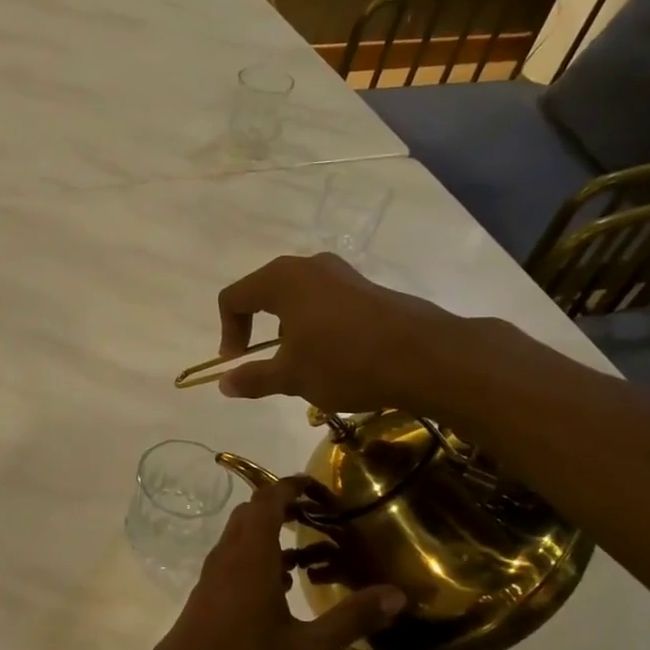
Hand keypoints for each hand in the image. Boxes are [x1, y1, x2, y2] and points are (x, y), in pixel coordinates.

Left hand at [138, 478, 404, 649]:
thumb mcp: (308, 648)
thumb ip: (351, 619)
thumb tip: (397, 594)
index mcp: (251, 556)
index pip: (268, 500)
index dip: (292, 486)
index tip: (321, 487)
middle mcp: (228, 555)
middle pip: (253, 513)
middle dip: (285, 506)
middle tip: (322, 517)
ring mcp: (214, 575)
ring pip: (242, 537)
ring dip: (272, 534)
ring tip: (312, 552)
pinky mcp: (208, 593)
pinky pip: (235, 559)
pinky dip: (260, 557)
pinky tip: (284, 587)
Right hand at [214, 253, 471, 415]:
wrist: (425, 357)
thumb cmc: (345, 362)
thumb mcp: (292, 376)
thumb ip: (253, 378)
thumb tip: (224, 383)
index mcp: (282, 280)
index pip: (234, 298)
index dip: (228, 332)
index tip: (237, 363)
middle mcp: (310, 266)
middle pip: (265, 292)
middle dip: (258, 329)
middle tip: (266, 361)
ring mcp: (343, 274)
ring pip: (298, 298)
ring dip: (289, 329)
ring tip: (303, 363)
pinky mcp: (368, 288)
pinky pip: (326, 302)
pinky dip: (317, 326)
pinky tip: (335, 357)